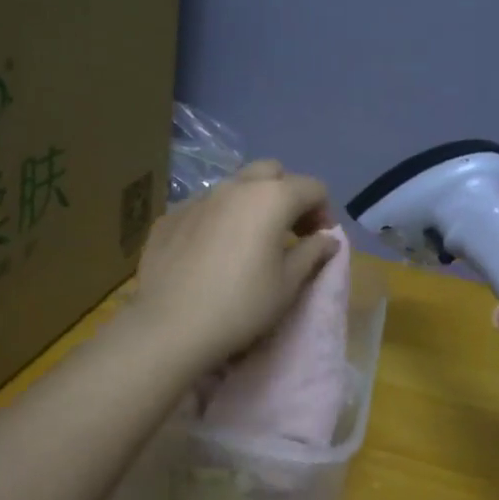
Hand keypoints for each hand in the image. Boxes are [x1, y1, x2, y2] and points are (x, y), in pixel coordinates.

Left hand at [133, 160, 340, 372]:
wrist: (170, 327)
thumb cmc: (242, 305)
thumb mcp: (288, 284)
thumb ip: (313, 252)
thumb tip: (328, 239)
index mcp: (271, 198)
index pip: (312, 187)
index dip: (324, 211)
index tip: (320, 240)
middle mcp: (234, 186)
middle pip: (272, 172)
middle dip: (287, 194)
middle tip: (290, 230)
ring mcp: (198, 198)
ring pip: (234, 186)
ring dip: (251, 204)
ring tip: (250, 241)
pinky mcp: (170, 217)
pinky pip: (204, 207)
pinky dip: (219, 219)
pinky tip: (213, 253)